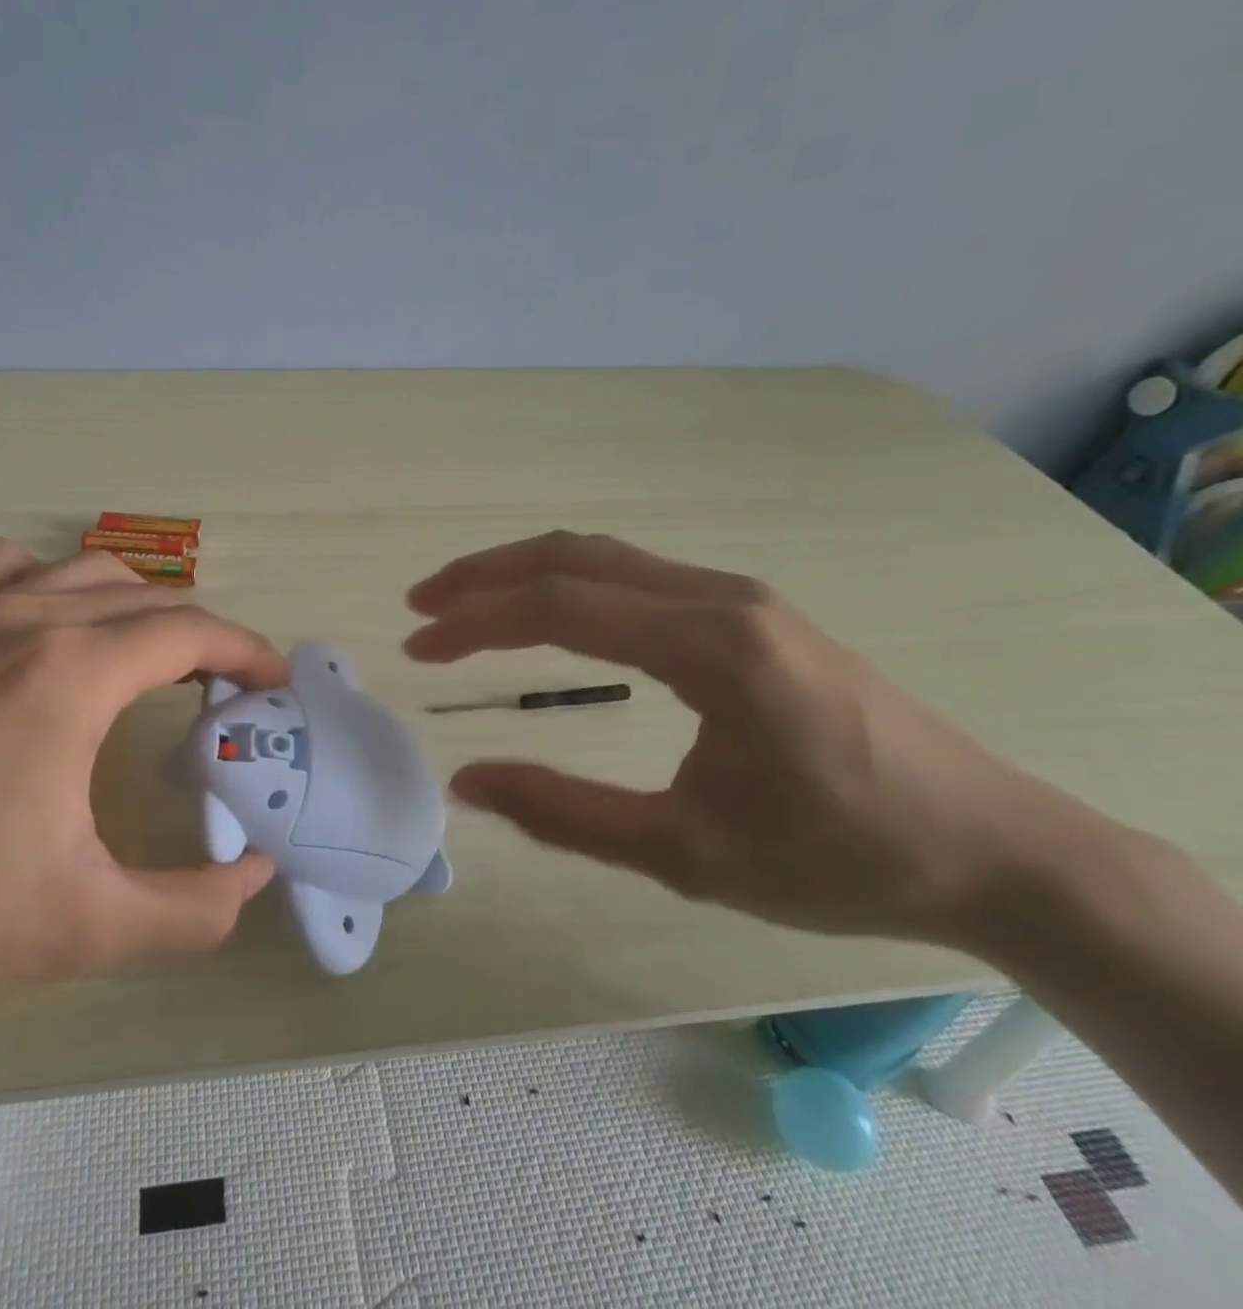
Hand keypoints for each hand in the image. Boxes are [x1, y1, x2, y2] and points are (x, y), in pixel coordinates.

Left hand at [0, 539, 285, 1047]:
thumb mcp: (82, 929)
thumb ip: (192, 909)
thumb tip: (254, 877)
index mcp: (68, 676)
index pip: (189, 630)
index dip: (246, 653)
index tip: (274, 687)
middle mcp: (23, 622)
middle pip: (147, 598)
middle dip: (203, 637)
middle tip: (226, 695)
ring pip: (83, 572)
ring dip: (137, 605)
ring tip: (154, 661)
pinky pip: (9, 572)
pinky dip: (54, 585)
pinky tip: (50, 633)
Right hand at [404, 531, 1099, 946]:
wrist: (996, 849)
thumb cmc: (842, 859)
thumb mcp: (688, 853)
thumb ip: (565, 814)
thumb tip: (467, 783)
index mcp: (710, 647)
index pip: (559, 607)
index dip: (475, 622)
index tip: (419, 645)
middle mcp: (719, 598)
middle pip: (571, 557)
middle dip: (484, 576)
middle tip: (422, 605)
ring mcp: (738, 596)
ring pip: (603, 556)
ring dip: (523, 572)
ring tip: (463, 604)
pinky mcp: (748, 611)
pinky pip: (634, 574)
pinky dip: (568, 583)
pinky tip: (545, 613)